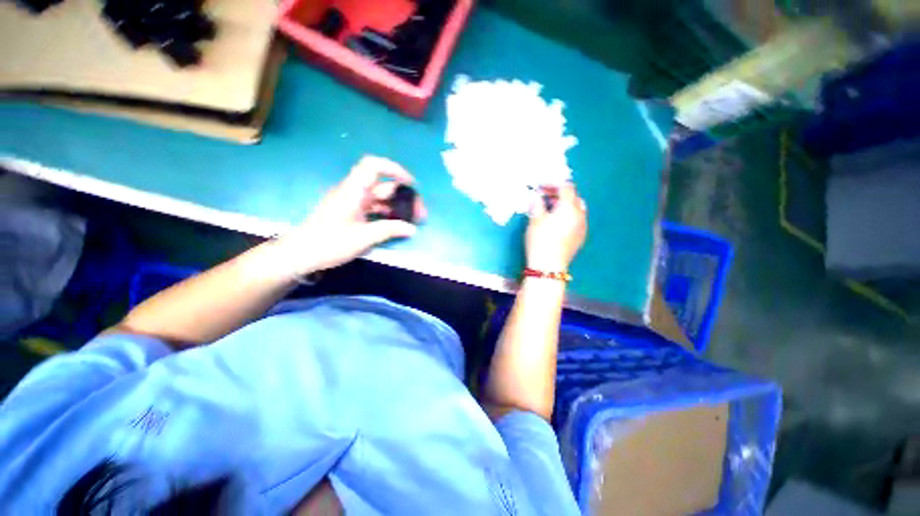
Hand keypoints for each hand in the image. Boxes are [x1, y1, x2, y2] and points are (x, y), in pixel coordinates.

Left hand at [276, 156, 425, 274]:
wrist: (301, 254)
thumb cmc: (329, 243)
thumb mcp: (362, 238)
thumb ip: (389, 230)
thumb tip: (412, 229)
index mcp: (353, 191)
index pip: (373, 166)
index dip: (394, 169)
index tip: (411, 183)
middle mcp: (353, 192)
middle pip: (383, 186)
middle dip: (404, 196)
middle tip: (419, 213)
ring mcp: (353, 203)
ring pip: (381, 199)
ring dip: (398, 207)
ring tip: (413, 221)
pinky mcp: (352, 213)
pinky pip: (375, 209)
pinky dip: (388, 214)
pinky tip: (398, 224)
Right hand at [525, 184, 586, 271]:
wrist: (548, 266)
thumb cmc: (541, 240)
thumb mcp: (535, 220)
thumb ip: (536, 205)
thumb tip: (535, 196)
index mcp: (569, 207)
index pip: (565, 187)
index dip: (553, 184)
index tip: (540, 186)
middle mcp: (580, 215)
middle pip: (573, 197)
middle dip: (559, 194)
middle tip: (544, 197)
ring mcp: (582, 227)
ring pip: (577, 209)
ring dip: (564, 205)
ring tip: (550, 210)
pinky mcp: (580, 237)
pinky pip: (577, 220)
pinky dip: (568, 216)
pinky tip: (557, 223)